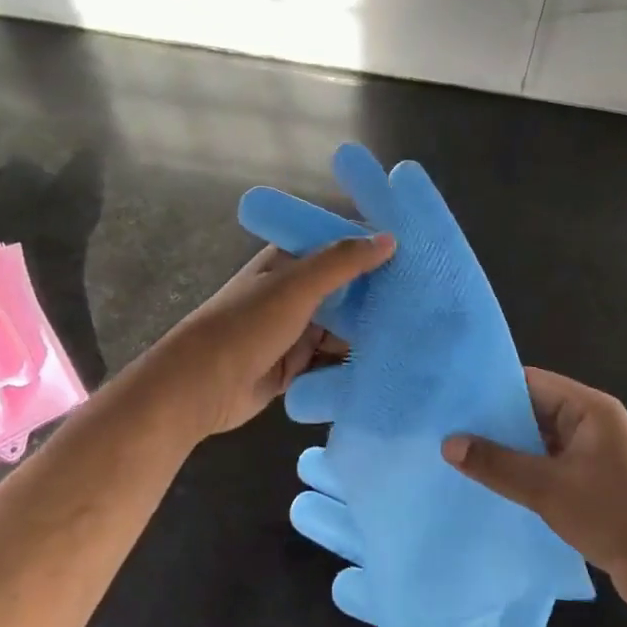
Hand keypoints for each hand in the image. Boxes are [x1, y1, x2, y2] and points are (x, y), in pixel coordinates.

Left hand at [140, 234, 395, 440]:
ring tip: (418, 335)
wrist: (198, 389)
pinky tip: (388, 365)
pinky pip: (334, 359)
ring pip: (344, 326)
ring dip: (369, 332)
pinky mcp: (297, 365)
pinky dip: (353, 362)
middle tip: (429, 301)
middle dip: (379, 296)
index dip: (375, 248)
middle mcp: (296, 291)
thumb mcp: (296, 286)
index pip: (341, 246)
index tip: (418, 255)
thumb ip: (342, 262)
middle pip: (348, 289)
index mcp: (291, 261)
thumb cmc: (245, 326)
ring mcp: (296, 329)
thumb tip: (390, 238)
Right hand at [443, 368, 626, 617]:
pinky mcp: (595, 481)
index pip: (531, 382)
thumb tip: (449, 443)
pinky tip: (495, 483)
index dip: (492, 389)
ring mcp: (596, 453)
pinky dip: (527, 470)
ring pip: (541, 440)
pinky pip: (552, 464)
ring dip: (510, 449)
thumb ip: (497, 464)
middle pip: (535, 410)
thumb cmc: (613, 516)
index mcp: (589, 408)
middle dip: (496, 421)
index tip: (454, 400)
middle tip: (449, 430)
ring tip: (462, 455)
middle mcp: (593, 422)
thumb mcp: (547, 489)